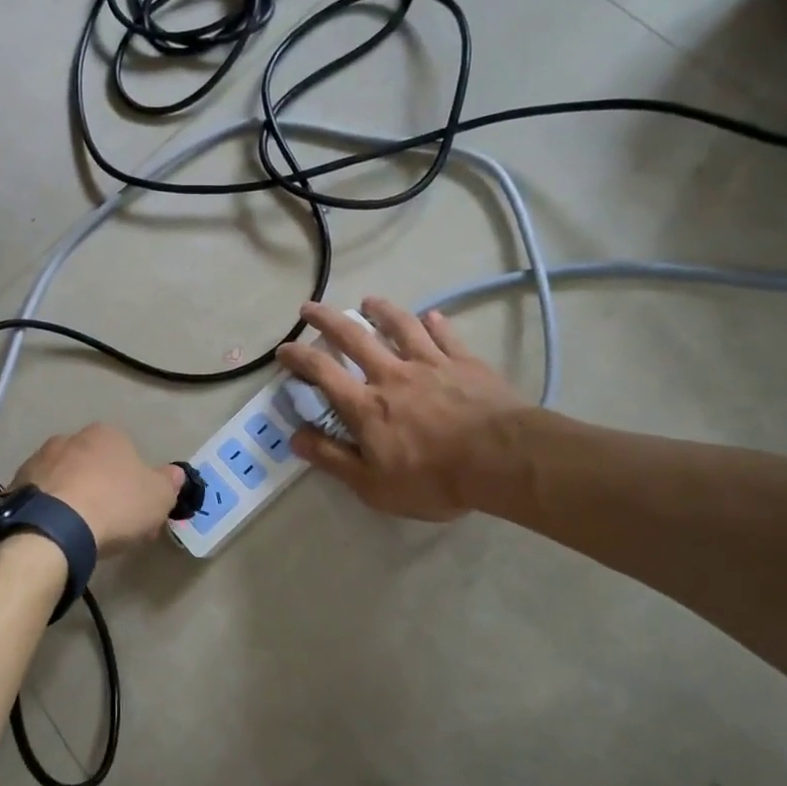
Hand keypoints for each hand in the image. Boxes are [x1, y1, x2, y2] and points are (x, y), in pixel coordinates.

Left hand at [11, 423, 184, 554]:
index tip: (139, 511)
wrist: (54, 527)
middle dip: (104, 489)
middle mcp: (69, 438)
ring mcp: (38, 460)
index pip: (127, 454)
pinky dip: (52, 512)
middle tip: (114, 525)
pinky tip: (59, 534)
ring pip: (66, 480)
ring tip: (83, 534)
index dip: (136, 484)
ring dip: (76, 499)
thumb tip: (174, 473)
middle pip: (94, 465)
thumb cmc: (114, 504)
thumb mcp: (158, 497)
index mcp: (106, 434)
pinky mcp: (16, 485)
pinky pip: (43, 498)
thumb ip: (169, 482)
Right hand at [275, 298, 534, 521]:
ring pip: (399, 327)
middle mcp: (392, 375)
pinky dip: (435, 323)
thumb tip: (294, 437)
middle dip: (327, 319)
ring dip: (380, 310)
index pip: (322, 373)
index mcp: (366, 406)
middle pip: (353, 337)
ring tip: (368, 300)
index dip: (298, 357)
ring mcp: (431, 364)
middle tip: (309, 306)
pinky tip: (430, 316)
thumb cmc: (433, 479)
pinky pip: (446, 336)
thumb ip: (332, 458)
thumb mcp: (372, 485)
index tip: (283, 348)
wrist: (503, 460)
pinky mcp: (465, 363)